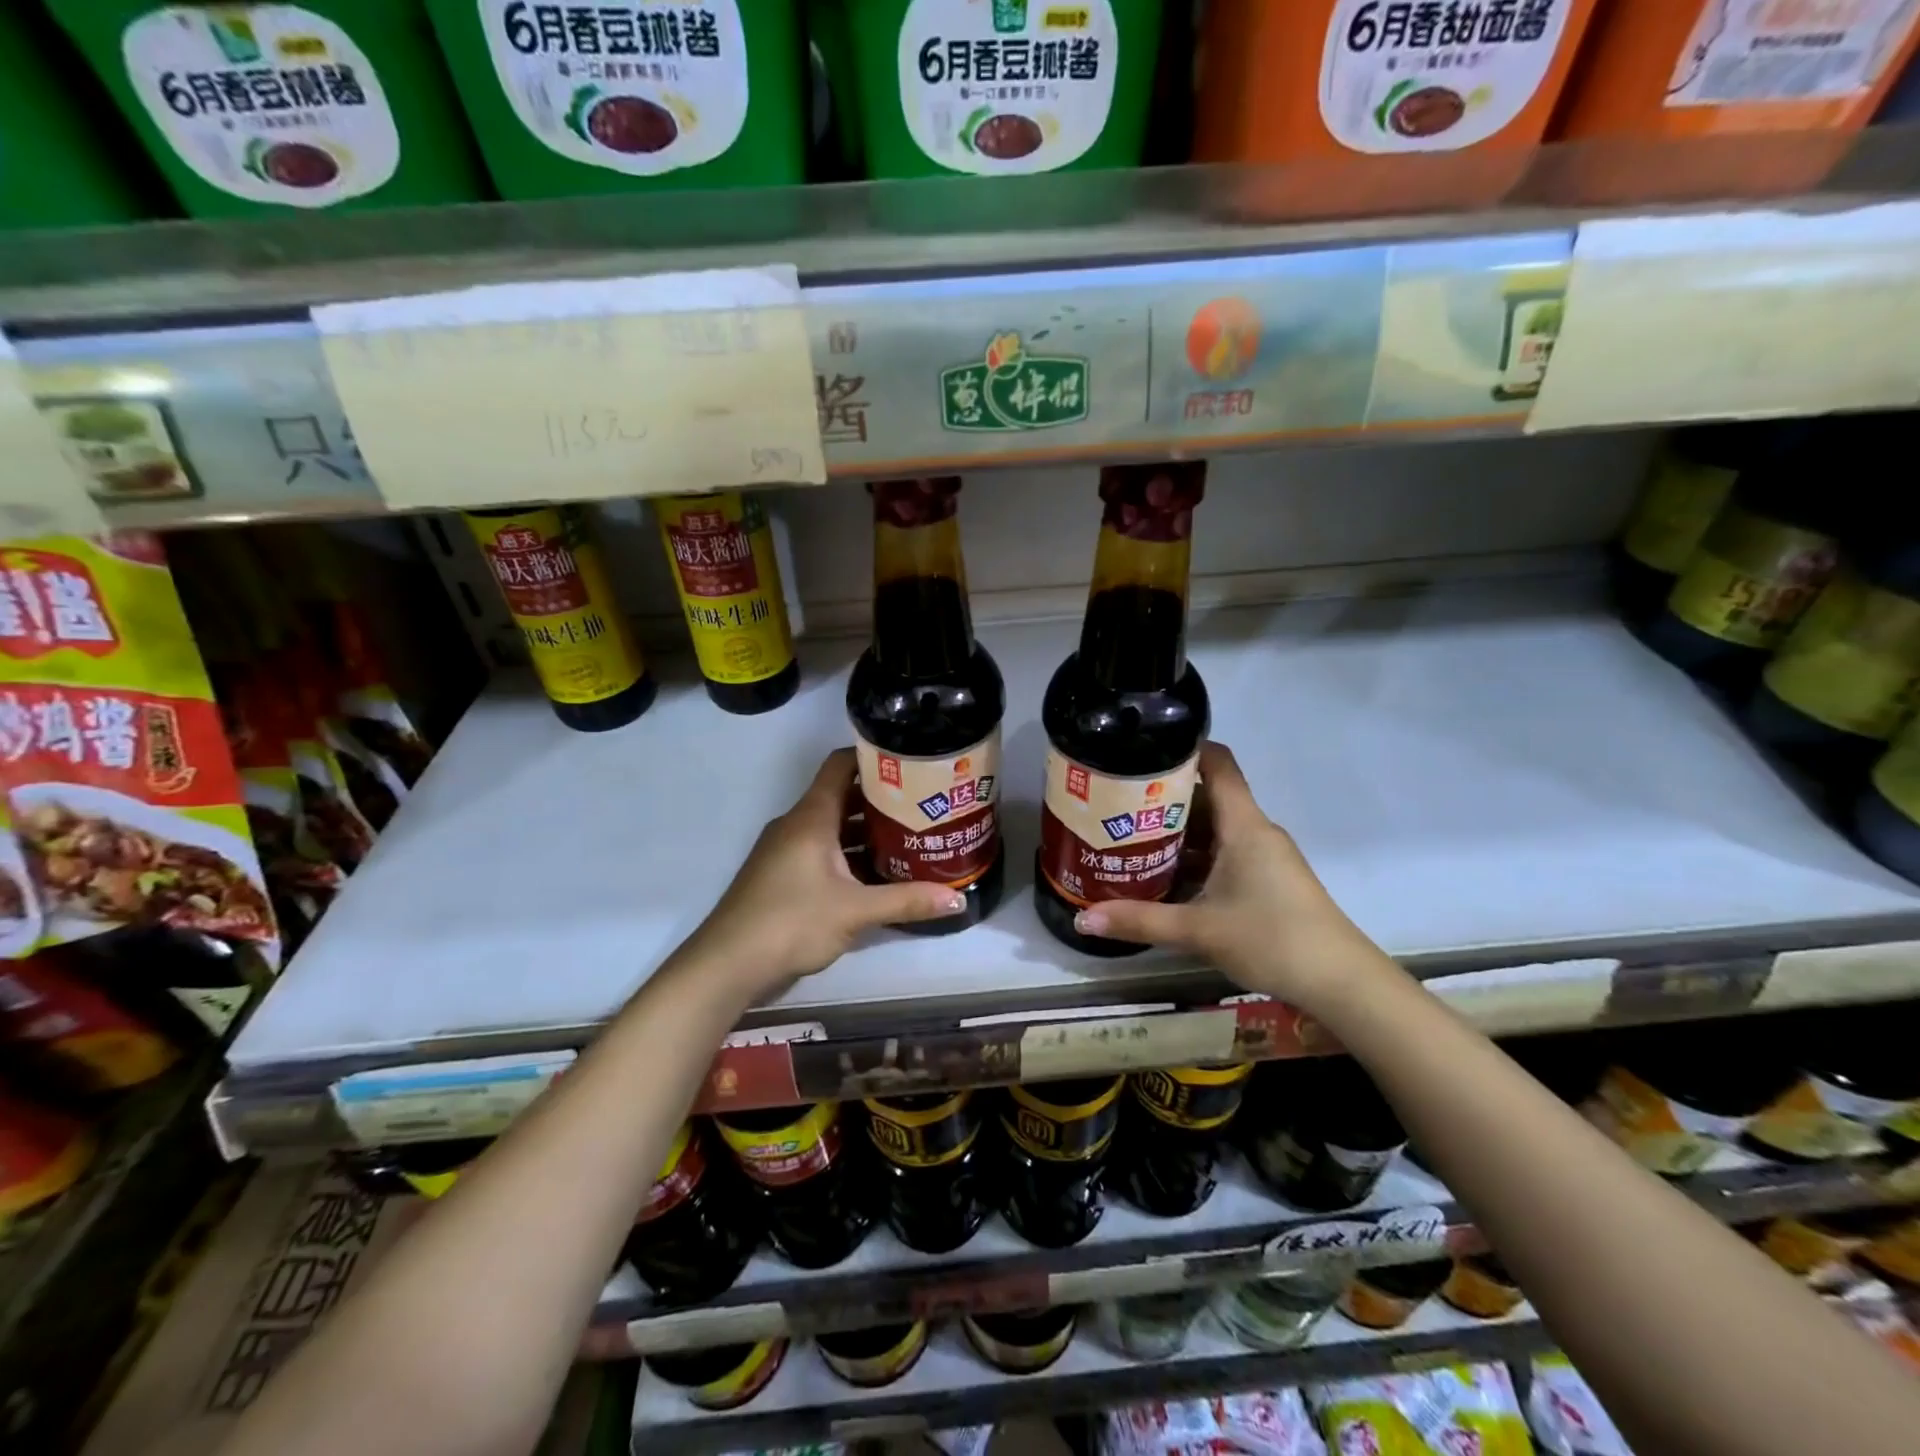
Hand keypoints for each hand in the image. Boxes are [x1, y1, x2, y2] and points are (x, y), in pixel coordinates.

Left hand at [677, 749, 965, 998]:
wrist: (728, 964)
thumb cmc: (791, 922)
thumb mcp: (856, 912)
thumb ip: (907, 901)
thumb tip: (959, 900)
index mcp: (811, 817)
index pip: (841, 765)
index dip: (873, 756)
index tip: (910, 762)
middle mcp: (797, 825)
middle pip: (842, 796)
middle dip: (881, 798)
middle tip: (923, 803)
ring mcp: (787, 850)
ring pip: (833, 827)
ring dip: (867, 831)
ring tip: (911, 836)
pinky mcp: (783, 875)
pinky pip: (822, 851)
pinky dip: (849, 855)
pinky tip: (878, 873)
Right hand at [1070, 743, 1397, 1011]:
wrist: (1341, 982)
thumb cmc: (1272, 938)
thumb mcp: (1197, 930)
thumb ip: (1139, 921)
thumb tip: (1082, 919)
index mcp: (1243, 825)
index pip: (1218, 764)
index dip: (1184, 748)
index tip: (1141, 751)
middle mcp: (1254, 831)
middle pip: (1207, 797)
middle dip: (1163, 799)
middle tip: (1116, 804)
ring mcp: (1264, 857)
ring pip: (1215, 830)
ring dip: (1176, 833)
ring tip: (1128, 838)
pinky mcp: (1268, 880)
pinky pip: (1225, 854)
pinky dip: (1195, 858)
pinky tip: (1164, 876)